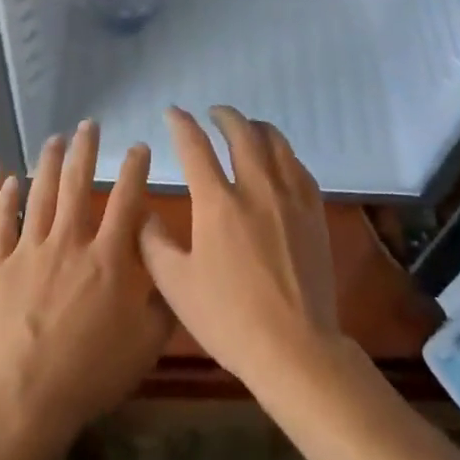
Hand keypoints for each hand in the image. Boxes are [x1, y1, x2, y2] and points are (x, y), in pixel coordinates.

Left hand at [0, 121, 172, 449]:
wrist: (23, 399)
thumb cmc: (90, 373)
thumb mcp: (145, 345)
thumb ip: (164, 304)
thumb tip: (175, 271)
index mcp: (108, 258)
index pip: (126, 200)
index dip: (134, 169)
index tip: (137, 147)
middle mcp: (69, 242)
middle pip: (78, 184)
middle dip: (85, 150)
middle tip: (88, 124)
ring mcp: (29, 251)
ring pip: (41, 194)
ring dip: (49, 163)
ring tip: (54, 139)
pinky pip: (1, 223)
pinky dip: (6, 199)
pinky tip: (11, 181)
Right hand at [140, 106, 342, 392]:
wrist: (295, 347)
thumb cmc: (229, 319)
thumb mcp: (176, 286)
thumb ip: (153, 244)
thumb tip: (144, 214)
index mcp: (218, 203)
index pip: (195, 147)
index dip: (181, 124)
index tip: (173, 113)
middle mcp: (256, 189)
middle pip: (242, 133)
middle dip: (224, 116)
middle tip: (213, 113)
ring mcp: (290, 198)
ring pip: (276, 143)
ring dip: (257, 127)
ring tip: (246, 127)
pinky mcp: (314, 213)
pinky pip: (299, 167)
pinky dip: (283, 153)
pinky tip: (279, 160)